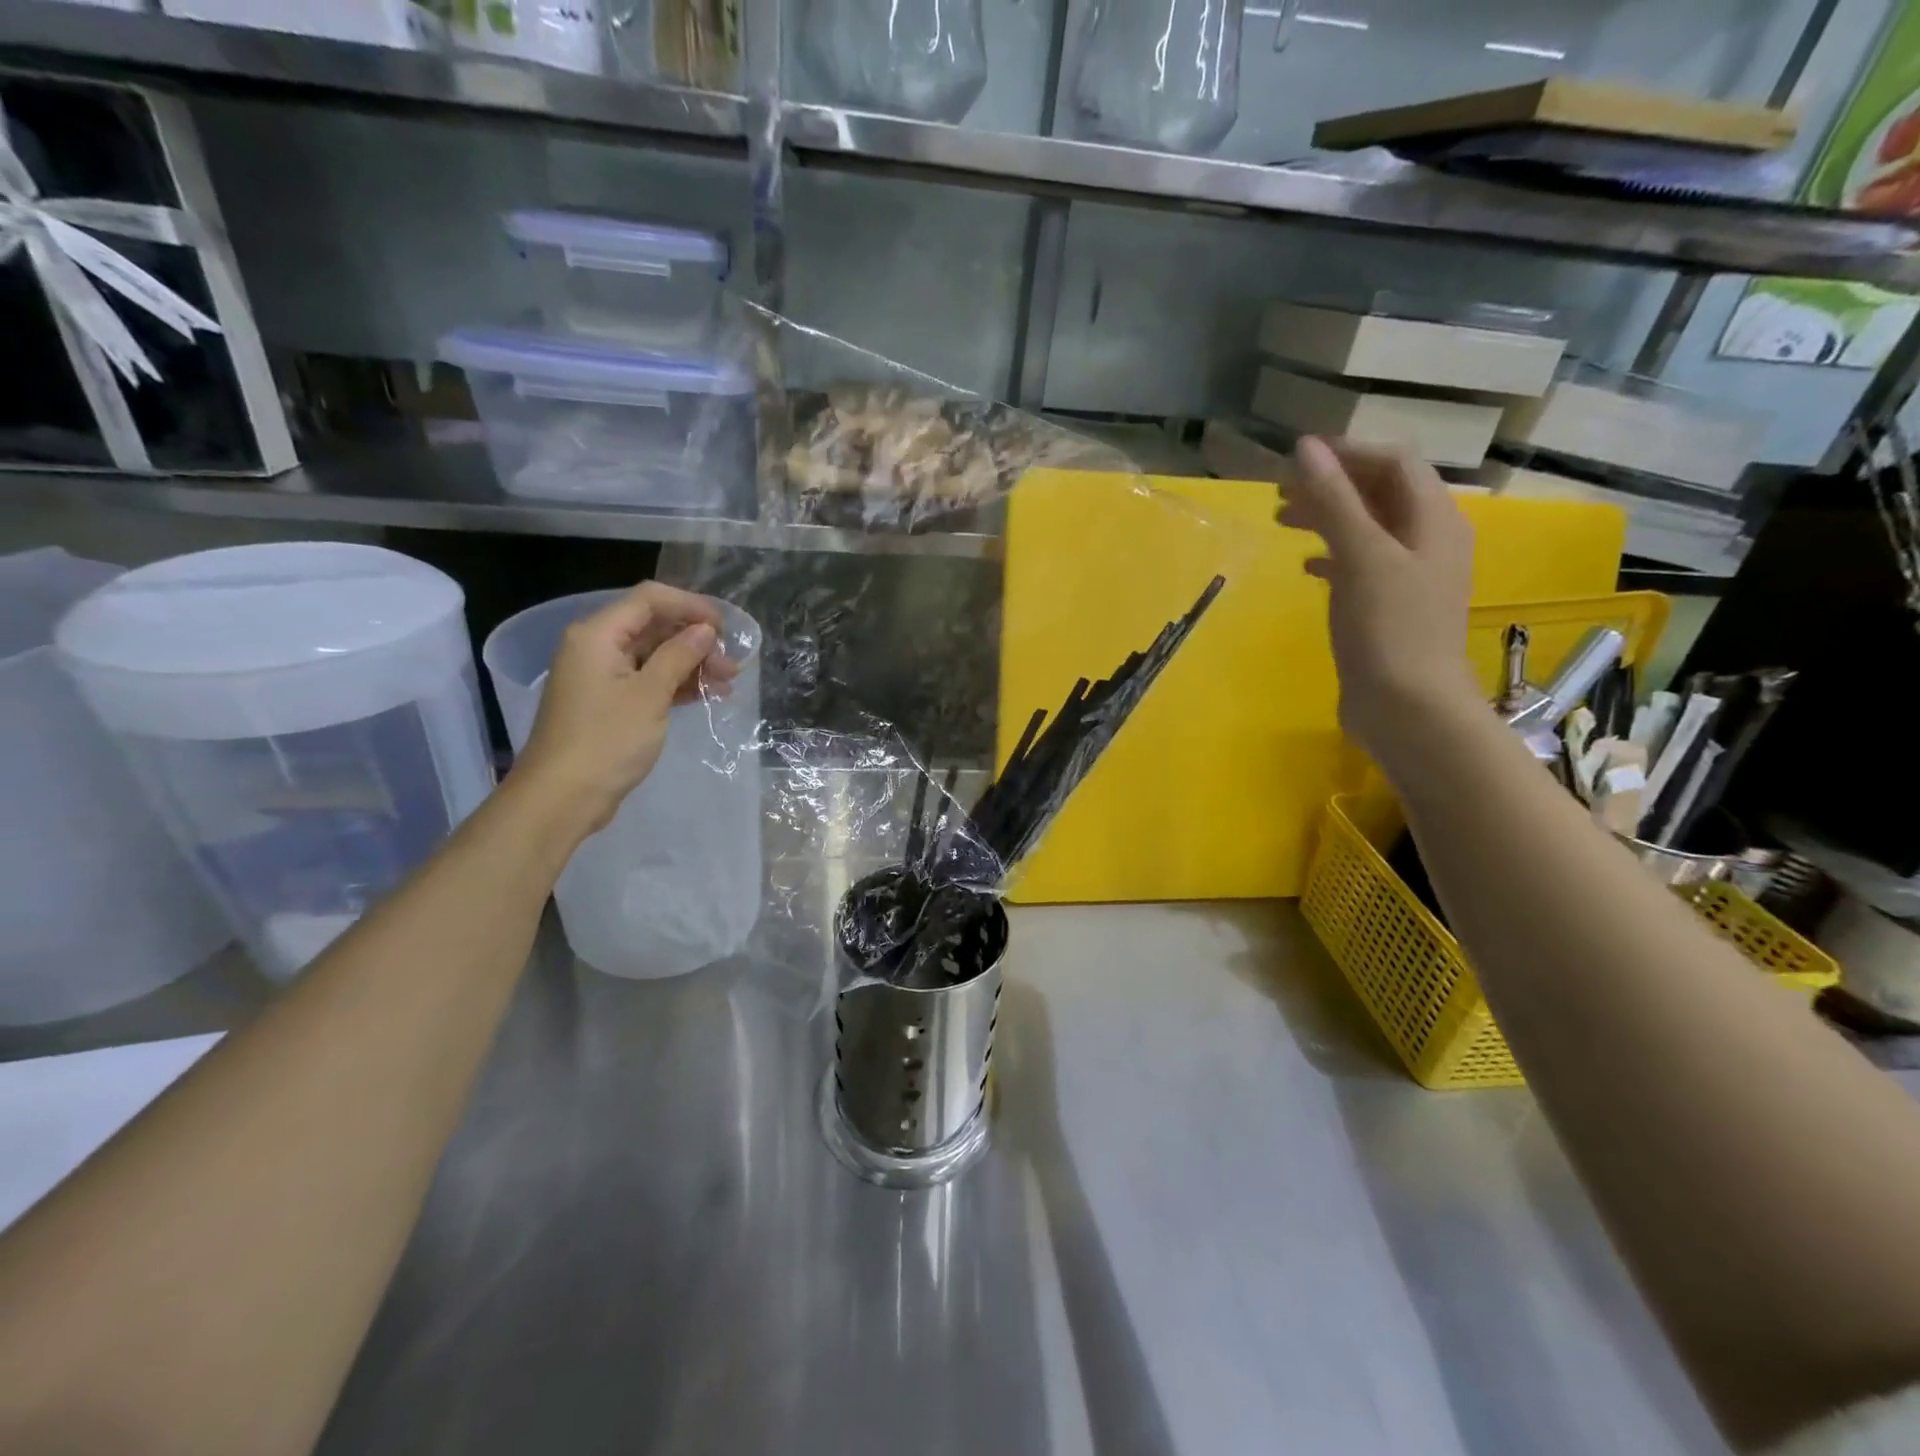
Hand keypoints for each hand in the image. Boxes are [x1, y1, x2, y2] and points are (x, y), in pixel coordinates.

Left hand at [511, 582, 739, 835]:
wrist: (563, 797)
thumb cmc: (606, 740)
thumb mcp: (649, 695)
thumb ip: (679, 656)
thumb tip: (705, 630)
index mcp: (597, 635)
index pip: (649, 600)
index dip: (691, 606)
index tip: (726, 627)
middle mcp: (596, 647)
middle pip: (653, 627)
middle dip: (696, 640)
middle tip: (733, 664)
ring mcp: (602, 677)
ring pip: (654, 656)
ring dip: (691, 664)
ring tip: (728, 682)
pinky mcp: (609, 703)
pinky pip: (648, 680)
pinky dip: (677, 684)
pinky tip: (707, 695)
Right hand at [1277, 437, 1479, 764]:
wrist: (1408, 708)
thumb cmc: (1389, 629)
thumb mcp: (1361, 557)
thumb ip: (1335, 500)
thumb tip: (1306, 448)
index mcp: (1433, 520)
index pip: (1394, 463)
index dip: (1347, 453)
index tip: (1295, 460)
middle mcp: (1428, 540)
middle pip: (1381, 494)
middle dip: (1332, 486)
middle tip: (1280, 494)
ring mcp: (1410, 576)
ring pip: (1367, 529)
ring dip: (1327, 518)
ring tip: (1283, 523)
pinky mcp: (1389, 607)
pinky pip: (1360, 565)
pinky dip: (1332, 556)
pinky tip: (1305, 567)